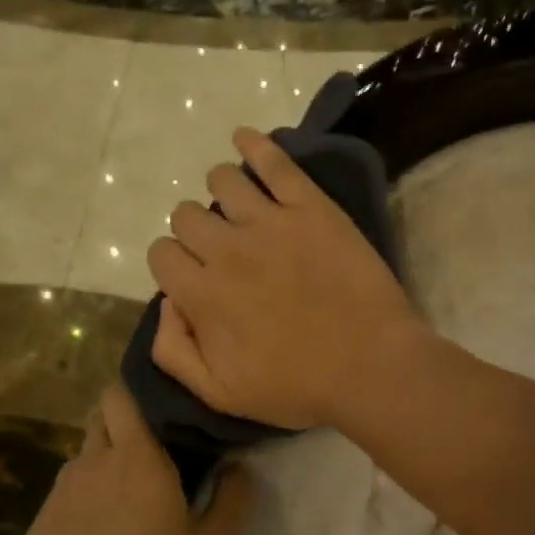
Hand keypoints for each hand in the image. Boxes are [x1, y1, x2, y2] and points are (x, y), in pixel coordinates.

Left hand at [19, 382, 252, 534]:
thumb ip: (233, 500)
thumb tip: (238, 466)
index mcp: (136, 457)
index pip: (120, 395)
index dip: (134, 394)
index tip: (157, 410)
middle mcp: (90, 464)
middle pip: (99, 423)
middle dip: (120, 428)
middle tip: (149, 460)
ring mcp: (57, 497)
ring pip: (80, 463)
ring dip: (101, 471)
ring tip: (124, 508)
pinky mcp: (37, 531)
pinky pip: (62, 502)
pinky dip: (80, 509)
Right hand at [146, 128, 420, 430]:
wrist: (372, 367)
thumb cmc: (298, 387)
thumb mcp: (221, 395)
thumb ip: (175, 352)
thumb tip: (166, 305)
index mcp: (203, 294)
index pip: (161, 254)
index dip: (173, 265)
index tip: (194, 278)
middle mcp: (227, 249)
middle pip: (186, 214)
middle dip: (194, 231)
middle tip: (222, 250)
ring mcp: (270, 222)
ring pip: (222, 181)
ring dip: (220, 190)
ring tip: (238, 206)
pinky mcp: (310, 208)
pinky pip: (275, 162)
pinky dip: (254, 144)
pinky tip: (245, 139)